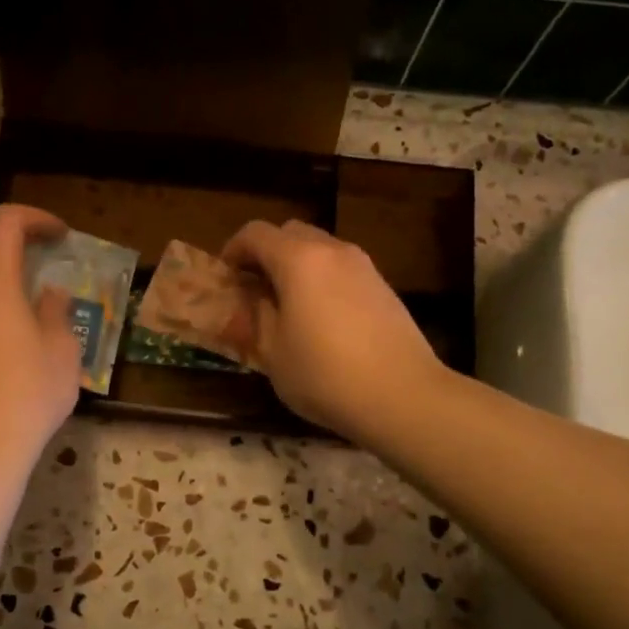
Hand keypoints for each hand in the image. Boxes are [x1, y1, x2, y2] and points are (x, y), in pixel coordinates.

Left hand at [0, 204, 80, 467]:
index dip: (35, 218)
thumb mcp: (62, 350)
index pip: (4, 221)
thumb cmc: (29, 391)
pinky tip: (6, 318)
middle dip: (6, 232)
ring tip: (23, 283)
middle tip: (37, 248)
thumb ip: (56, 311)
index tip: (62, 236)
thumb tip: (51, 293)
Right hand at [220, 219, 442, 441]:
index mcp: (299, 260)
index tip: (226, 278)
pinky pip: (342, 269)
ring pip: (320, 248)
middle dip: (266, 253)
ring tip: (288, 305)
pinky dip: (322, 279)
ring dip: (296, 265)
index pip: (255, 233)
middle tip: (255, 288)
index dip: (233, 250)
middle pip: (290, 232)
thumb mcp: (273, 353)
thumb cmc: (325, 375)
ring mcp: (363, 266)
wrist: (402, 395)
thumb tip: (255, 299)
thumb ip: (257, 316)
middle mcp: (332, 251)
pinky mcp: (383, 286)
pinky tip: (322, 318)